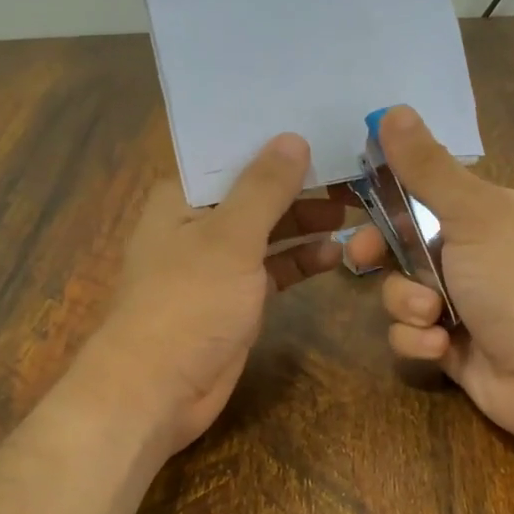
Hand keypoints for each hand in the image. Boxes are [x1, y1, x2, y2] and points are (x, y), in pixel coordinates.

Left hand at [78, 134, 346, 456]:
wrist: (159, 389)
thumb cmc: (188, 302)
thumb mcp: (230, 237)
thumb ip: (264, 188)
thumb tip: (293, 138)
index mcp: (182, 197)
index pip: (232, 154)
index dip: (274, 140)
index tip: (322, 124)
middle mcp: (198, 224)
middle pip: (256, 192)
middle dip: (300, 184)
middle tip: (354, 174)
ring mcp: (218, 264)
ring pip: (268, 232)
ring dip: (306, 223)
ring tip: (354, 212)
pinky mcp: (236, 300)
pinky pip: (273, 270)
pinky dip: (300, 261)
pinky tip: (334, 254)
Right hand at [345, 107, 513, 450]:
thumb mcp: (474, 215)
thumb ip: (428, 169)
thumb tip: (393, 110)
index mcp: (488, 214)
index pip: (426, 192)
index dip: (387, 195)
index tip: (351, 199)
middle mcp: (475, 255)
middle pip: (403, 244)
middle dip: (380, 253)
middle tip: (359, 258)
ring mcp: (463, 304)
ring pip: (401, 293)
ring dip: (408, 304)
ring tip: (433, 316)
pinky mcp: (451, 346)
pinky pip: (411, 334)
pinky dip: (420, 340)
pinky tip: (442, 347)